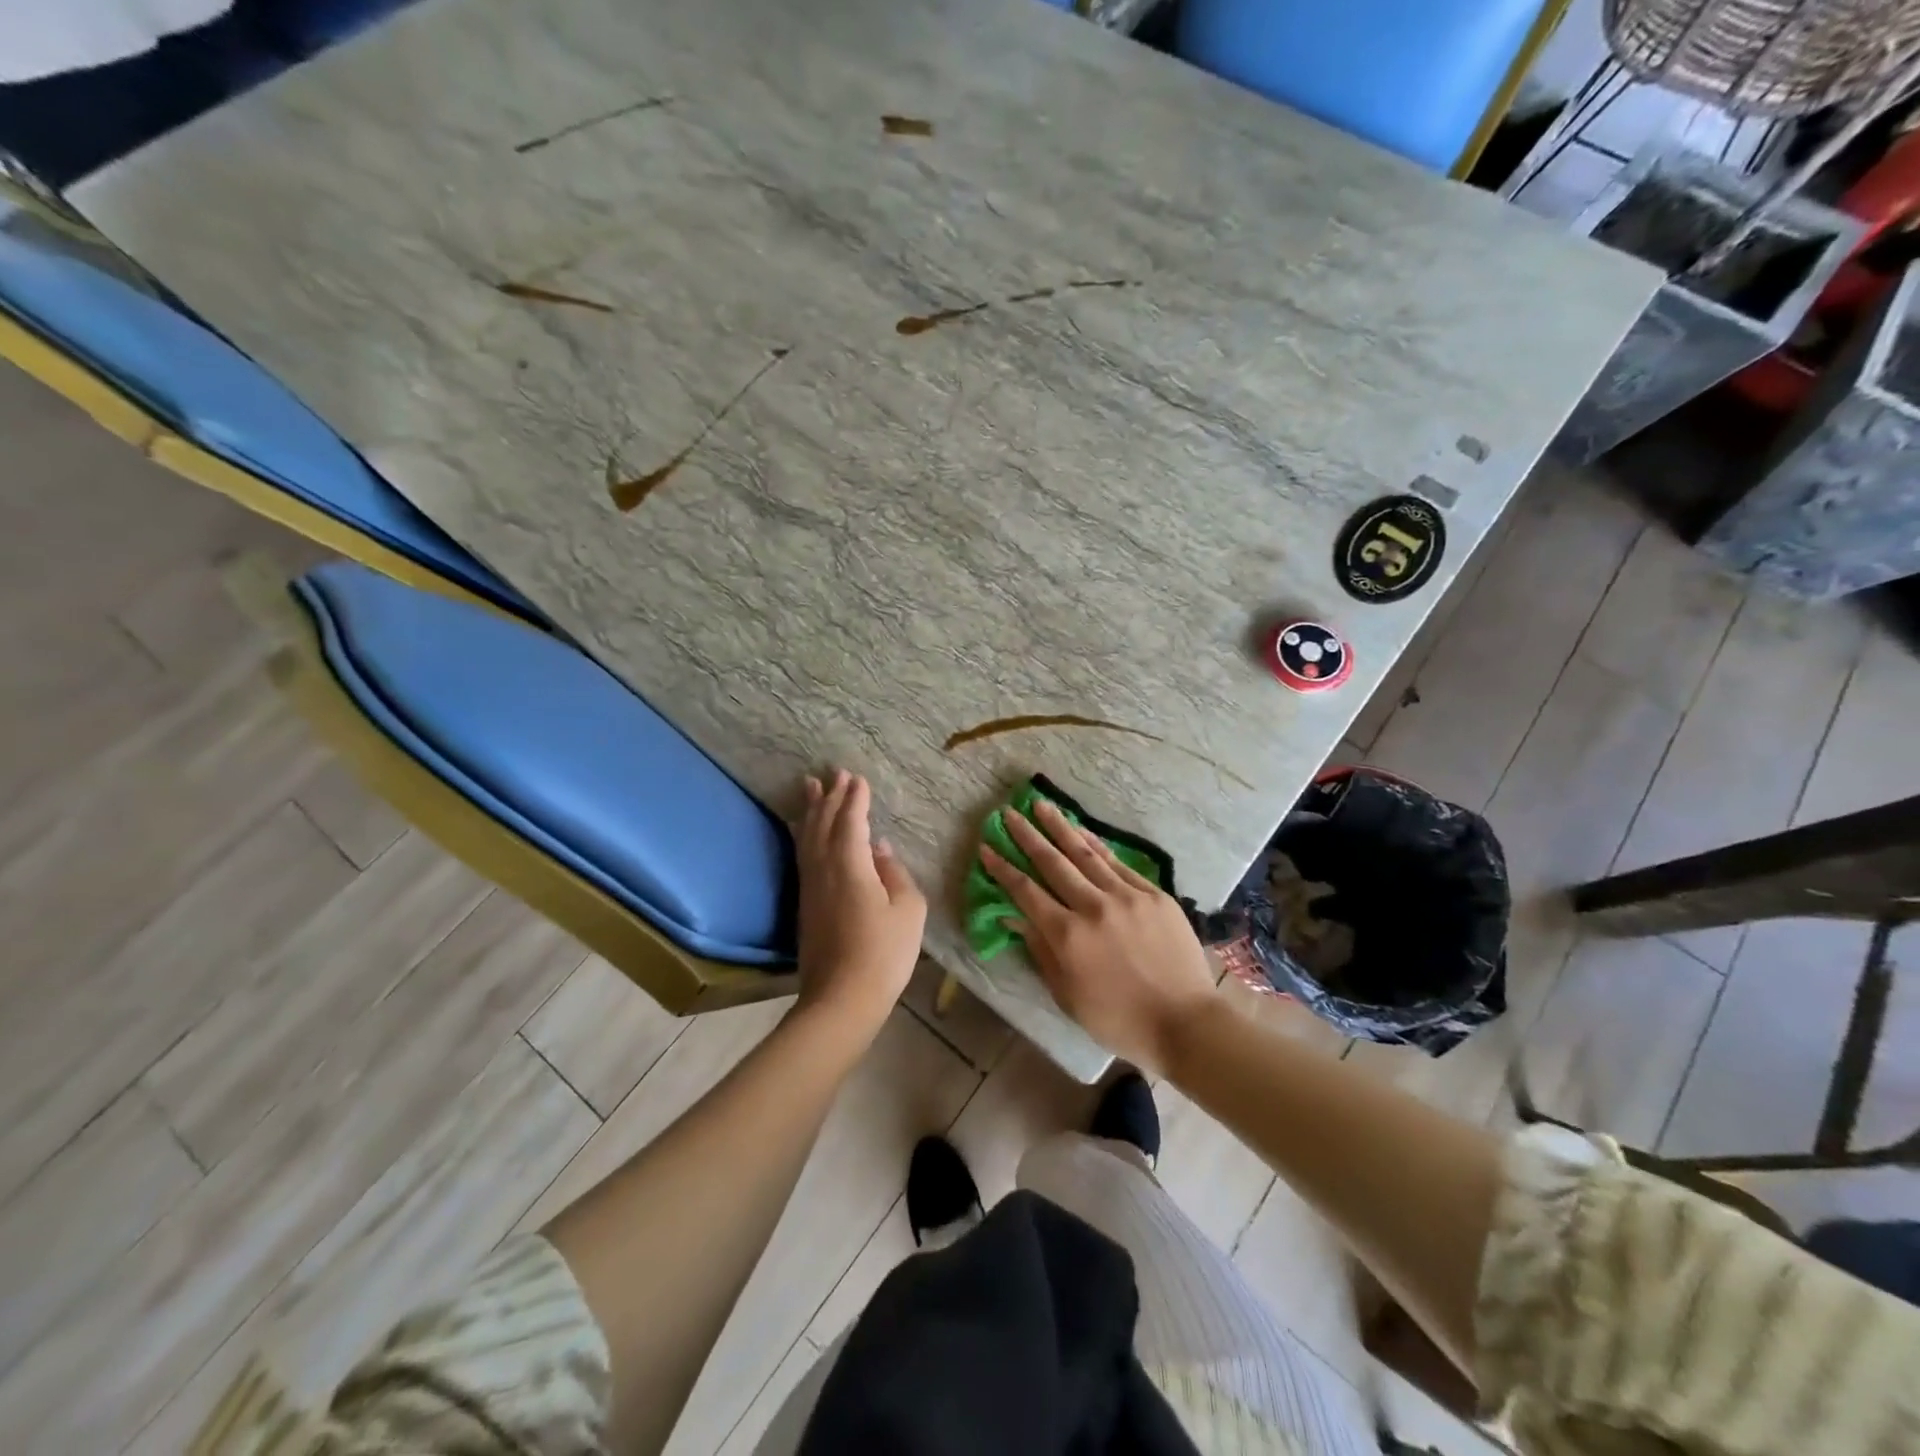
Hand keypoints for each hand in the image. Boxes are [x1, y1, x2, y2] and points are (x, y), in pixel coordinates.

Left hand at [794, 770, 925, 1033]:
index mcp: (851, 865)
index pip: (851, 822)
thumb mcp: (909, 910)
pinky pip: (803, 855)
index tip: (857, 778)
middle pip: (822, 823)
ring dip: (811, 810)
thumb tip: (880, 851)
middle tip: (833, 772)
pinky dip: (805, 835)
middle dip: (829, 796)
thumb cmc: (884, 953)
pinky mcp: (805, 905)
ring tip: (810, 787)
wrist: (841, 1001)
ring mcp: (811, 887)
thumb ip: (896, 873)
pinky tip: (805, 832)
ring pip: (807, 838)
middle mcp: (824, 869)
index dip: (854, 799)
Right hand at [980, 798, 1215, 1074]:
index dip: (1003, 868)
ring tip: (1041, 805)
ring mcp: (1126, 896)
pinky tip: (1082, 832)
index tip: (987, 847)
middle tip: (1009, 813)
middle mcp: (1093, 907)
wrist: (1185, 1022)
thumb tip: (1016, 917)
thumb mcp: (1068, 995)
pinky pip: (1117, 863)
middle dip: (1027, 836)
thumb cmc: (1119, 1019)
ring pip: (1085, 853)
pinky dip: (1096, 845)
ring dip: (1060, 828)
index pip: (1026, 892)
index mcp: (1067, 936)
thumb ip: (1041, 951)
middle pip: (1052, 863)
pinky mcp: (1153, 894)